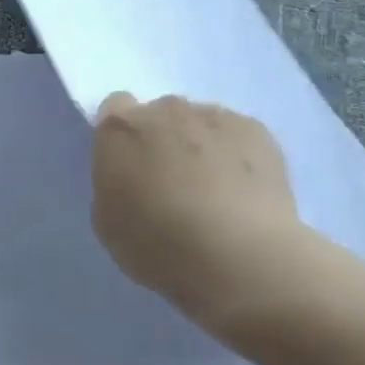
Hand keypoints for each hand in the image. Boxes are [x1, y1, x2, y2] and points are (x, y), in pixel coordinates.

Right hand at [90, 93, 300, 334]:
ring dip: (202, 147)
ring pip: (201, 124)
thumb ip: (114, 184)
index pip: (114, 109)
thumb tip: (132, 175)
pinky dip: (236, 157)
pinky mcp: (256, 130)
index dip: (123, 137)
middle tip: (173, 186)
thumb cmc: (157, 245)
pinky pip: (237, 136)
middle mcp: (166, 110)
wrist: (236, 255)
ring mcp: (215, 115)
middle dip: (164, 141)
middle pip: (161, 115)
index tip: (130, 167)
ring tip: (215, 195)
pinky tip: (243, 194)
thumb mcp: (108, 222)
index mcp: (120, 129)